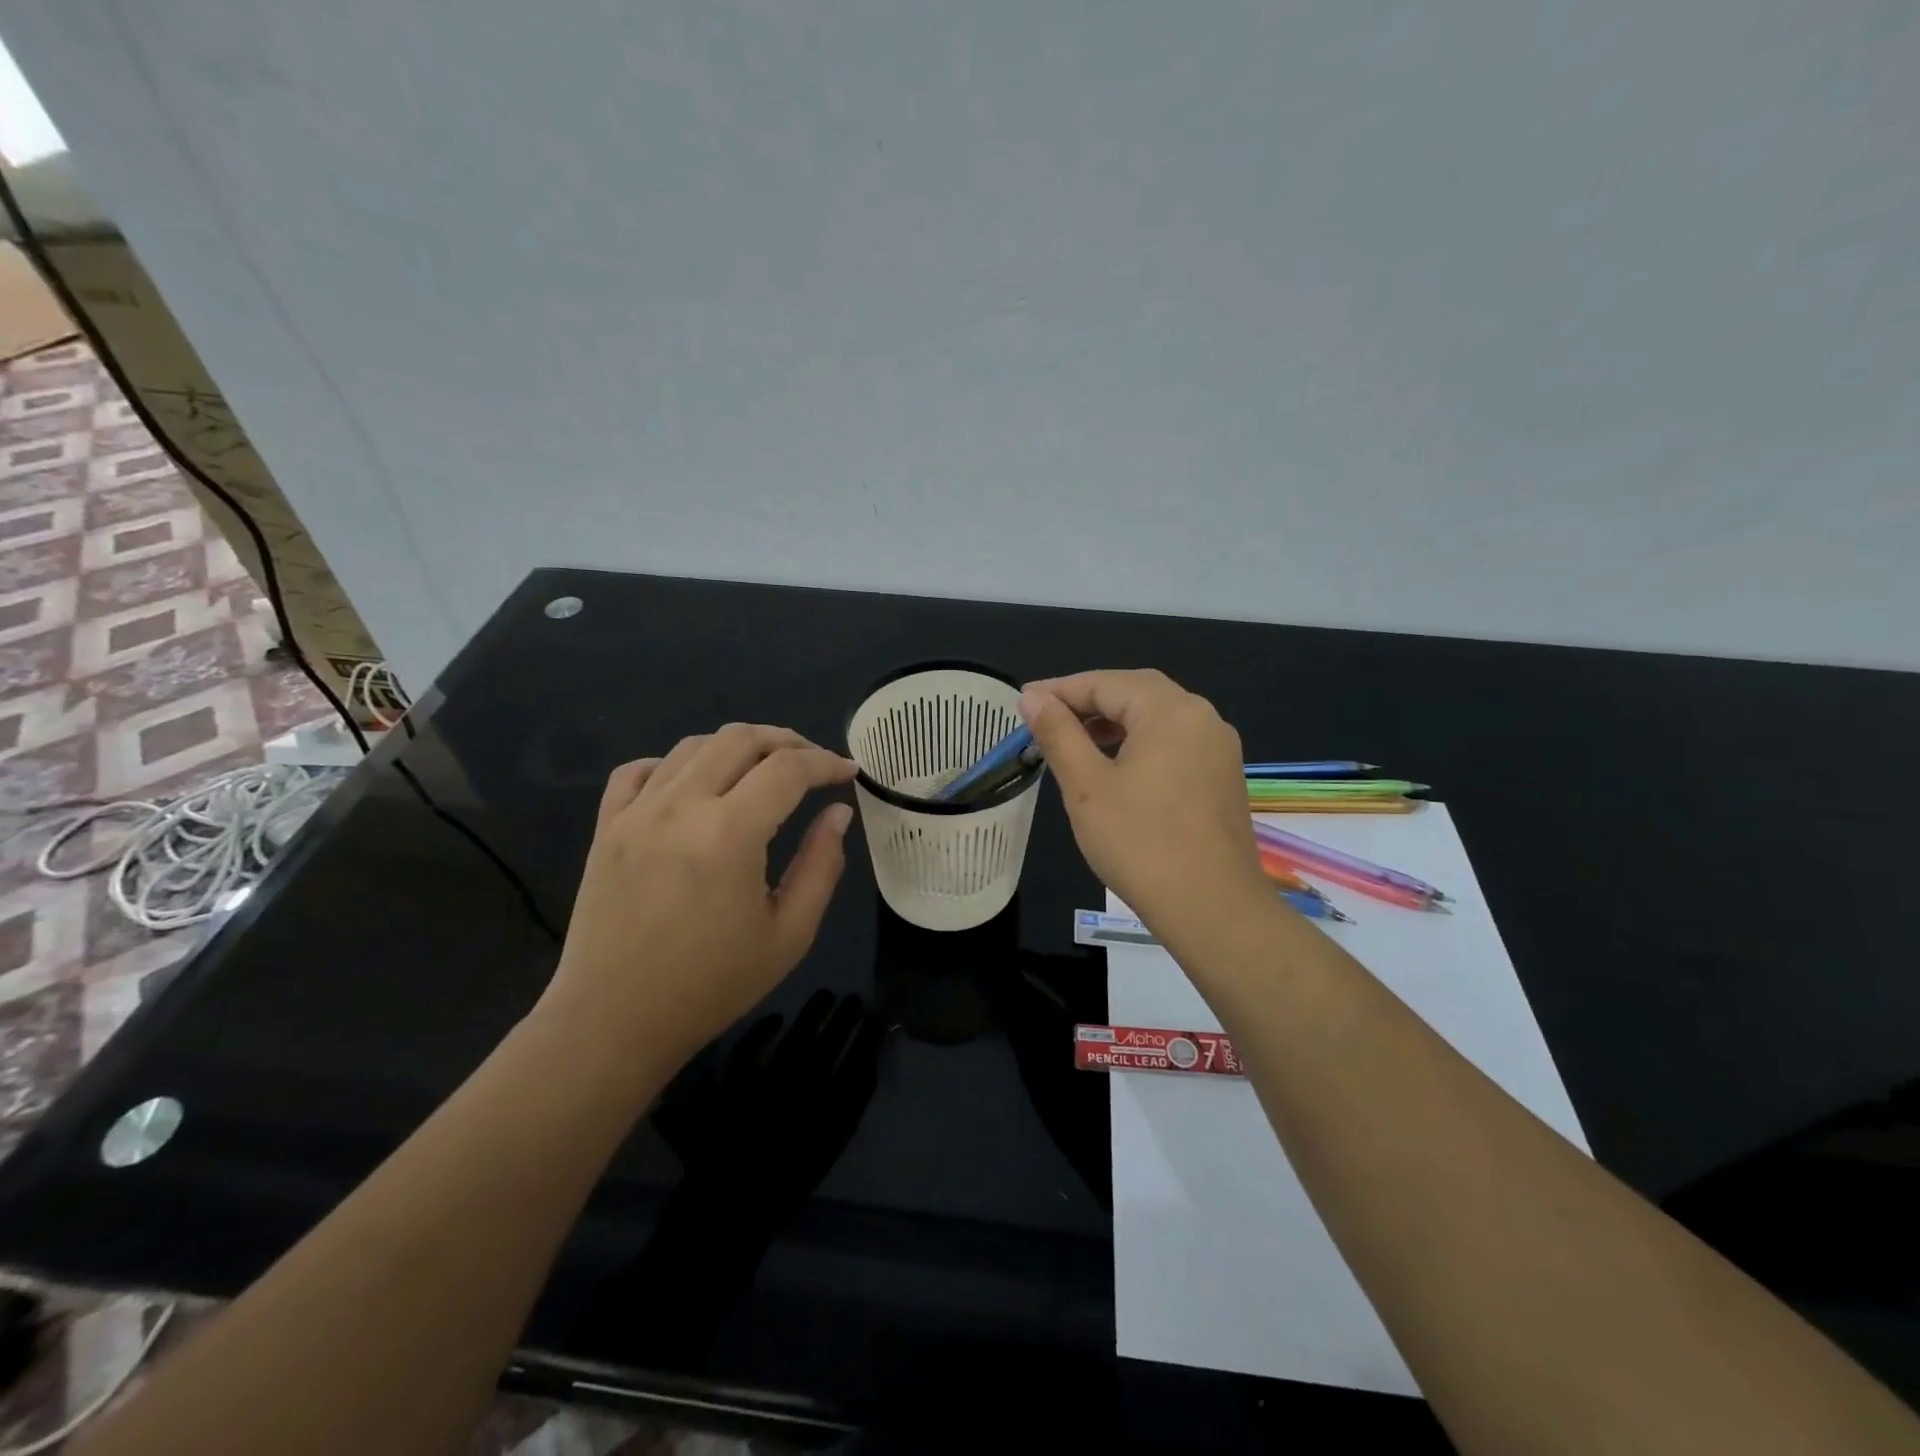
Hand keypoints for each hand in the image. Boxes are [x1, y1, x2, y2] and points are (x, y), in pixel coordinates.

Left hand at [539, 724, 856, 1064]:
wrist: (614, 1022)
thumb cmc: (711, 985)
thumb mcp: (789, 934)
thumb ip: (822, 865)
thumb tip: (837, 813)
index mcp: (730, 832)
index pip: (788, 769)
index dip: (826, 763)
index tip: (848, 773)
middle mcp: (681, 806)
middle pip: (740, 739)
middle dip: (786, 741)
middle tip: (812, 762)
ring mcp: (636, 812)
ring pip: (693, 746)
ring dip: (737, 746)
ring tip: (762, 768)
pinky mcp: (606, 827)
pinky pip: (637, 771)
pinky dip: (673, 763)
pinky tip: (692, 784)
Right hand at [1019, 670, 1271, 943]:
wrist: (1212, 908)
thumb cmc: (1140, 843)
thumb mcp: (1087, 786)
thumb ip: (1059, 734)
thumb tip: (1033, 697)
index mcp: (1170, 711)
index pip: (1105, 683)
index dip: (1060, 690)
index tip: (1022, 702)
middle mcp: (1202, 717)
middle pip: (1136, 693)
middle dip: (1088, 701)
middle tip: (1046, 718)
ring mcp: (1218, 748)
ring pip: (1157, 718)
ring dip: (1114, 723)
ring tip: (1074, 742)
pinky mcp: (1222, 777)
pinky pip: (1174, 743)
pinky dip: (1139, 743)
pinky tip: (1116, 768)